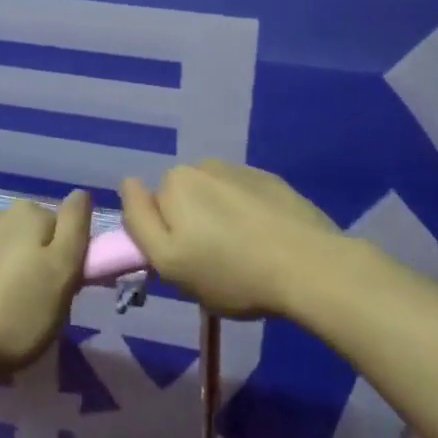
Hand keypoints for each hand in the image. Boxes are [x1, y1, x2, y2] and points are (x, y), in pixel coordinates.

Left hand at [0, 192, 90, 384]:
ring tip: (14, 313)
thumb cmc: (15, 312)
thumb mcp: (62, 271)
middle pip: (40, 238)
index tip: (67, 286)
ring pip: (14, 252)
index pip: (68, 225)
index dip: (73, 255)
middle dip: (45, 263)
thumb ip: (76, 227)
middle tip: (44, 304)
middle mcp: (1, 215)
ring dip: (20, 274)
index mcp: (29, 211)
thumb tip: (81, 194)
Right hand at [120, 160, 343, 318]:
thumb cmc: (232, 272)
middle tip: (213, 265)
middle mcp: (204, 165)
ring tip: (245, 256)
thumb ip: (139, 221)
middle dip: (192, 226)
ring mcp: (241, 171)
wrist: (310, 265)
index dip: (164, 238)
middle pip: (184, 200)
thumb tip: (127, 182)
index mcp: (176, 181)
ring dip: (220, 220)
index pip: (152, 208)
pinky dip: (248, 216)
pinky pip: (245, 198)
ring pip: (214, 198)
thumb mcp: (170, 262)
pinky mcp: (272, 182)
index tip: (186, 264)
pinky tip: (266, 242)